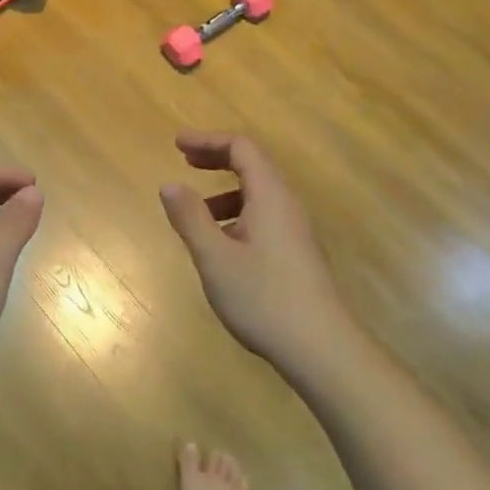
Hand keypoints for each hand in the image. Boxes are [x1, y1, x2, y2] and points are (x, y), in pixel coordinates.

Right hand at [159, 131, 353, 372]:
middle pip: (253, 165)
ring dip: (225, 190)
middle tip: (184, 161)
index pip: (241, 148)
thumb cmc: (263, 298)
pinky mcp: (297, 252)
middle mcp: (287, 205)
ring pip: (258, 194)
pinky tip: (221, 245)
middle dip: (217, 158)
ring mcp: (295, 230)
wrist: (321, 348)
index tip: (177, 143)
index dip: (208, 140)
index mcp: (270, 196)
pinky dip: (237, 214)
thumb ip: (190, 218)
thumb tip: (169, 184)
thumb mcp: (215, 258)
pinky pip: (264, 216)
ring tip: (196, 211)